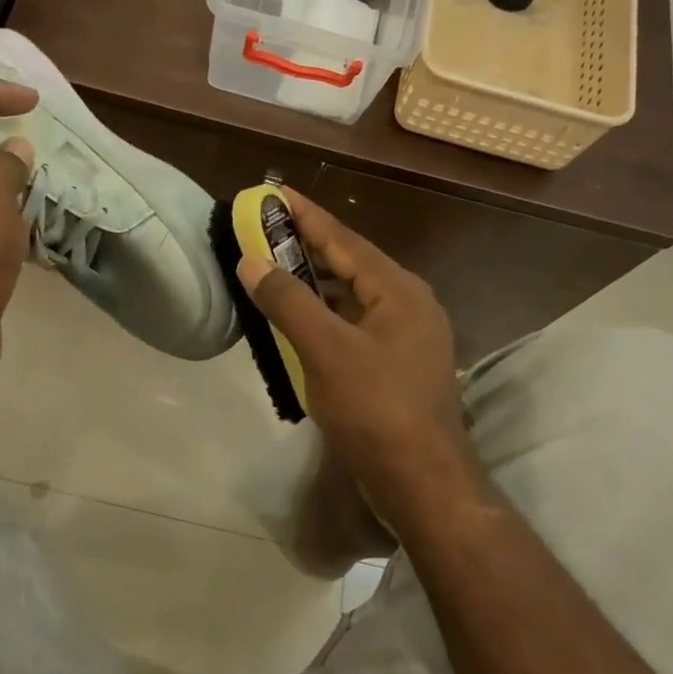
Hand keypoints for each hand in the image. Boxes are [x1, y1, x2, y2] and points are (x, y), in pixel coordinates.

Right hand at [236, 188, 471, 515]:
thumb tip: (251, 261)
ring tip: (276, 269)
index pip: (345, 240)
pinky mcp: (398, 365)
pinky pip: (356, 324)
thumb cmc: (375, 408)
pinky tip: (301, 321)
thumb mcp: (326, 351)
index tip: (276, 193)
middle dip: (308, 247)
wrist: (421, 480)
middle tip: (266, 232)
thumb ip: (288, 302)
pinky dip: (327, 315)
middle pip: (352, 264)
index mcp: (400, 291)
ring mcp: (407, 337)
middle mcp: (409, 305)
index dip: (307, 215)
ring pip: (354, 296)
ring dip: (316, 282)